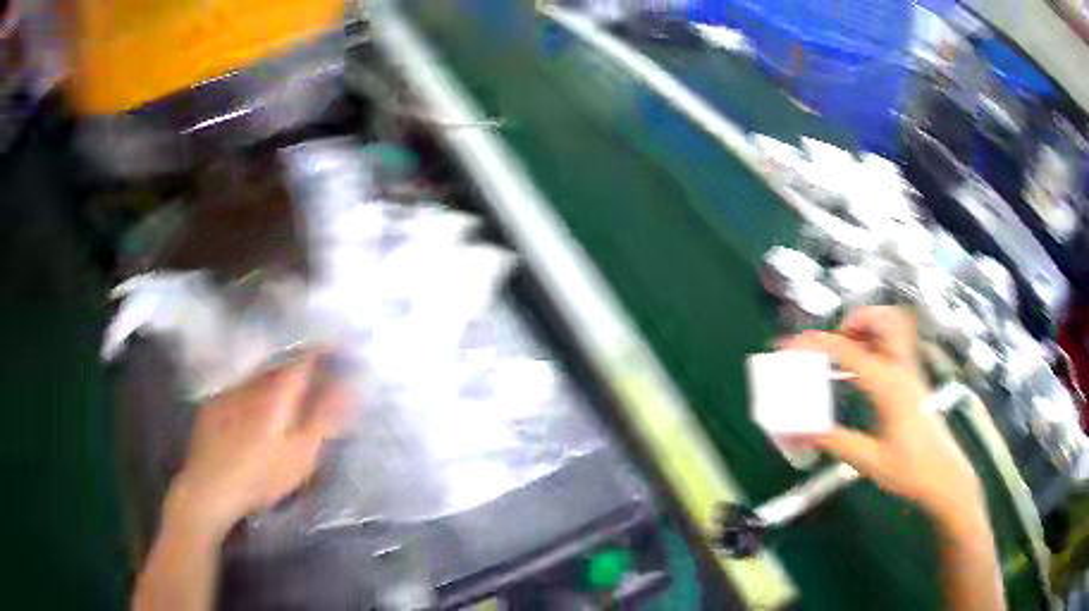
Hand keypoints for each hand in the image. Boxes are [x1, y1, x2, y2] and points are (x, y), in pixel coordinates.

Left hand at [166, 353, 348, 541]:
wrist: (209, 488)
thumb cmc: (261, 476)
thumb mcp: (301, 454)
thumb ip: (325, 417)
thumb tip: (350, 385)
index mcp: (276, 391)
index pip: (306, 357)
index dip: (327, 351)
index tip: (344, 354)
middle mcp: (252, 381)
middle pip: (283, 362)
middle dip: (304, 366)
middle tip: (320, 380)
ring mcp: (230, 390)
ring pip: (261, 374)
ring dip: (280, 378)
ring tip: (292, 396)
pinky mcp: (214, 403)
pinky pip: (243, 386)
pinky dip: (258, 391)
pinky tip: (257, 412)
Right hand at [783, 306, 981, 517]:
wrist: (945, 477)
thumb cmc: (910, 471)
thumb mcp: (869, 461)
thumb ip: (835, 442)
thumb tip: (798, 431)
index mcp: (889, 385)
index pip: (849, 351)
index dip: (816, 344)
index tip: (789, 343)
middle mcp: (902, 368)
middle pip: (883, 319)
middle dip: (853, 321)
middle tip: (831, 345)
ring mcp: (911, 372)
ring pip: (893, 327)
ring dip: (866, 329)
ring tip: (845, 353)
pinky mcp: (914, 380)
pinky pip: (894, 346)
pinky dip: (875, 344)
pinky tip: (861, 372)